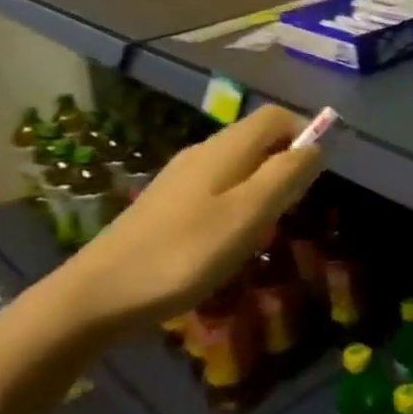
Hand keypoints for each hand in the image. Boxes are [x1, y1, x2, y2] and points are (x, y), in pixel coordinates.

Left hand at [49, 105, 324, 335]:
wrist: (95, 296)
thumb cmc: (183, 254)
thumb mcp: (248, 215)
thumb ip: (286, 175)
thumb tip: (317, 145)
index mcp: (226, 148)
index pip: (277, 116)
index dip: (305, 133)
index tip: (316, 175)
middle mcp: (203, 152)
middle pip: (257, 138)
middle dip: (285, 163)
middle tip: (292, 209)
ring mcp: (180, 177)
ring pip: (238, 165)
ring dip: (262, 186)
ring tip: (263, 229)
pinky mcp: (165, 204)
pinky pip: (216, 188)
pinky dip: (236, 203)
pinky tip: (226, 241)